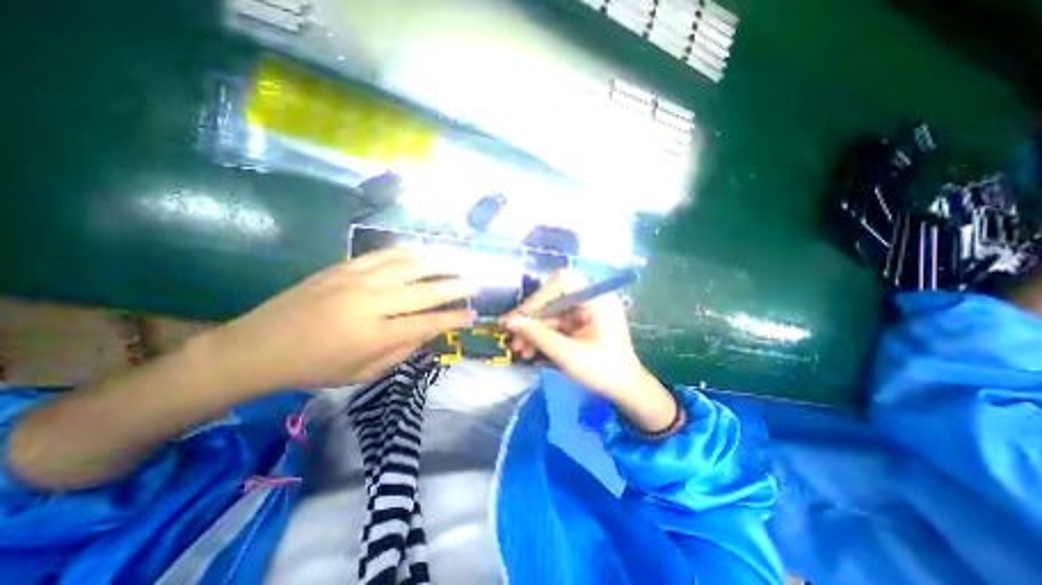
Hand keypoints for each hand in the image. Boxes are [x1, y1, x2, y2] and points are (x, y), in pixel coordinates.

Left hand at [198, 247, 474, 393]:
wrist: (259, 346)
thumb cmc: (315, 367)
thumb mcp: (364, 372)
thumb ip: (403, 350)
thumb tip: (430, 331)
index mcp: (376, 335)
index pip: (428, 323)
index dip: (454, 319)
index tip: (472, 316)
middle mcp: (372, 303)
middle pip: (426, 291)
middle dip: (456, 287)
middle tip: (476, 282)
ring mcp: (358, 280)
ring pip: (410, 265)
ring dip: (440, 262)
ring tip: (460, 260)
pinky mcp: (345, 266)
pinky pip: (385, 254)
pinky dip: (410, 252)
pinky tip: (425, 251)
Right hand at [503, 272, 675, 431]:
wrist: (625, 390)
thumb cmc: (603, 371)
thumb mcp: (568, 354)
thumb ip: (538, 335)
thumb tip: (511, 322)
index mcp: (597, 299)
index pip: (562, 284)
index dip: (537, 298)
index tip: (518, 318)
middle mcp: (592, 298)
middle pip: (554, 298)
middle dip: (532, 318)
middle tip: (512, 335)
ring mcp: (586, 310)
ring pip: (552, 312)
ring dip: (534, 329)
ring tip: (519, 349)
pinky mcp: (581, 321)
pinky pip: (557, 322)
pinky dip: (543, 335)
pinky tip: (530, 350)